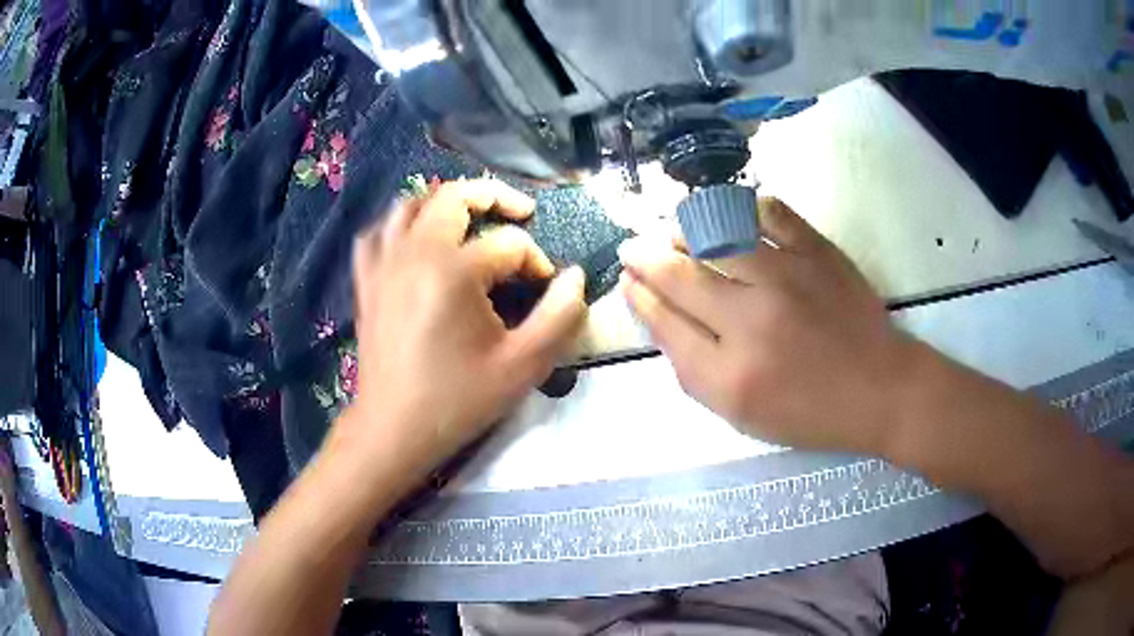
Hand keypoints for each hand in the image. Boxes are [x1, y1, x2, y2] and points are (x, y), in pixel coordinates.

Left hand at [340, 179, 585, 474]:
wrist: (394, 429)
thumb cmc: (458, 401)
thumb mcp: (523, 366)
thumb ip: (560, 317)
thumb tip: (575, 277)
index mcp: (454, 271)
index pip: (509, 245)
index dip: (536, 261)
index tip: (545, 287)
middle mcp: (414, 253)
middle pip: (455, 197)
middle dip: (495, 197)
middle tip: (522, 211)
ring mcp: (384, 264)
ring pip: (412, 204)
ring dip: (446, 202)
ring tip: (471, 219)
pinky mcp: (367, 280)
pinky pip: (378, 233)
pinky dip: (400, 226)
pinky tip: (416, 240)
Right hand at [619, 197, 916, 454]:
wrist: (880, 389)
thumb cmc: (810, 411)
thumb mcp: (742, 415)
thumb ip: (695, 370)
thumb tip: (660, 318)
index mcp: (729, 374)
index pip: (665, 322)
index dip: (638, 296)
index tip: (626, 280)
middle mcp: (751, 320)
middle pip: (680, 275)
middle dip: (644, 257)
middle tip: (631, 246)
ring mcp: (787, 278)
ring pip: (715, 235)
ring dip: (683, 228)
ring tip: (672, 229)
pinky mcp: (818, 253)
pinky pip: (771, 213)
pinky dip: (743, 206)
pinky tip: (730, 212)